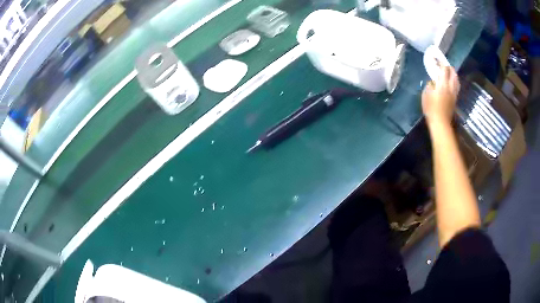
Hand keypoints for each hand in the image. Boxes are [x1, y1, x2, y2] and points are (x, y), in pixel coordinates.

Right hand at [421, 66, 459, 127]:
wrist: (440, 123)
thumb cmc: (431, 109)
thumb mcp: (426, 95)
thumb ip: (429, 85)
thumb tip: (432, 81)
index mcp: (442, 84)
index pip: (444, 69)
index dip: (441, 63)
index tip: (437, 59)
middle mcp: (450, 87)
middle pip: (453, 73)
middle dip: (449, 68)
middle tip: (444, 65)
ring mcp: (454, 93)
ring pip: (456, 80)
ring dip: (453, 74)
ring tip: (449, 72)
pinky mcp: (455, 99)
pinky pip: (456, 87)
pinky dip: (454, 82)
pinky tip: (451, 82)